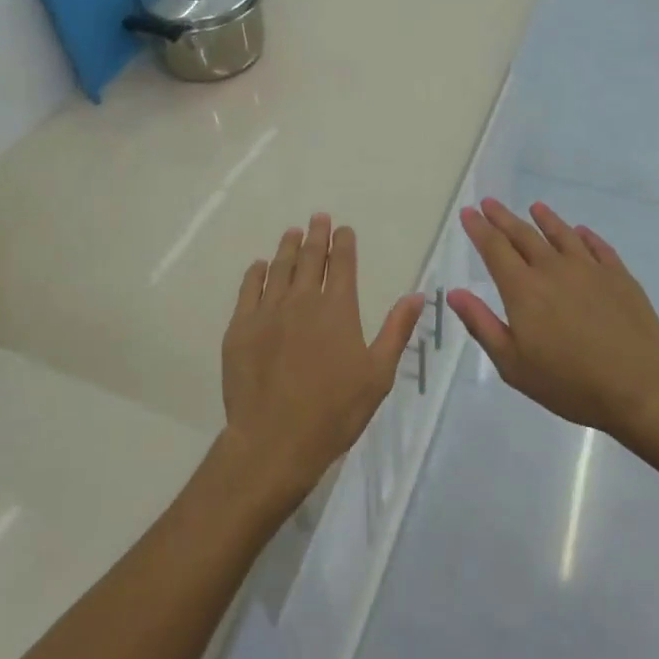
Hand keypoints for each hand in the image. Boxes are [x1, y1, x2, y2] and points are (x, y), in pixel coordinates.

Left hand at [219, 214, 424, 509]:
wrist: (274, 440)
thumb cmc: (335, 411)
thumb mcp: (378, 374)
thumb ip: (396, 330)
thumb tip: (417, 295)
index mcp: (338, 309)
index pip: (341, 263)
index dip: (343, 242)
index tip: (343, 229)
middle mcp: (302, 300)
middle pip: (309, 258)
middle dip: (315, 235)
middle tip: (318, 218)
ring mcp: (267, 312)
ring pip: (278, 268)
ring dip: (287, 247)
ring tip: (291, 232)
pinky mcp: (241, 328)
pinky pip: (248, 289)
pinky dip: (256, 273)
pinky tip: (259, 266)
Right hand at [447, 199, 658, 438]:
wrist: (639, 388)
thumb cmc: (569, 383)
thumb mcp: (513, 364)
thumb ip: (482, 325)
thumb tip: (455, 293)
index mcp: (523, 289)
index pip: (495, 248)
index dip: (479, 229)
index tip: (469, 212)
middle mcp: (553, 269)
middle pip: (524, 235)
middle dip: (503, 218)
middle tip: (489, 203)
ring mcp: (590, 269)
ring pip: (562, 234)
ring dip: (545, 218)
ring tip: (535, 207)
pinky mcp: (619, 276)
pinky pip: (597, 247)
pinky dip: (584, 236)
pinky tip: (580, 232)